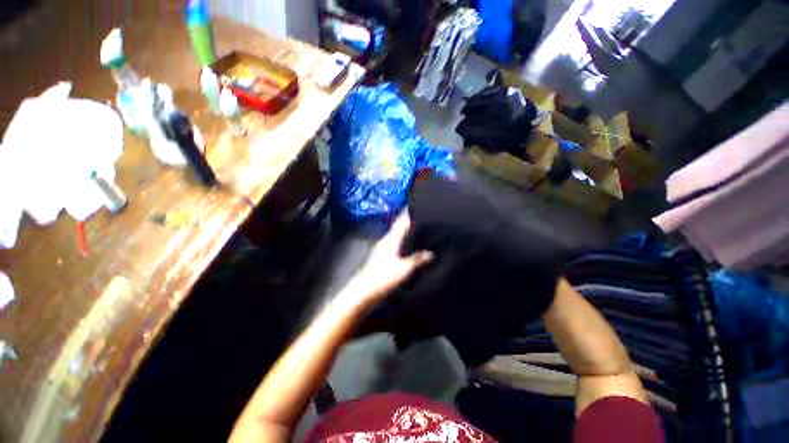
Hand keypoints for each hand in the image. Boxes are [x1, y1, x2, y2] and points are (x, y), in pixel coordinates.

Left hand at [351, 212, 433, 300]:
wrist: (364, 291)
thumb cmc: (383, 278)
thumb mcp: (403, 270)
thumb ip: (417, 260)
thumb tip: (431, 253)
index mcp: (391, 240)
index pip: (401, 222)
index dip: (408, 213)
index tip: (416, 204)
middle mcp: (385, 240)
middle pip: (398, 226)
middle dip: (408, 219)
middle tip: (421, 215)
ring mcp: (382, 248)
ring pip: (396, 234)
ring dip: (404, 229)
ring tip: (417, 227)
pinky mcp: (381, 256)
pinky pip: (394, 241)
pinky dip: (401, 238)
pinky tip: (407, 243)